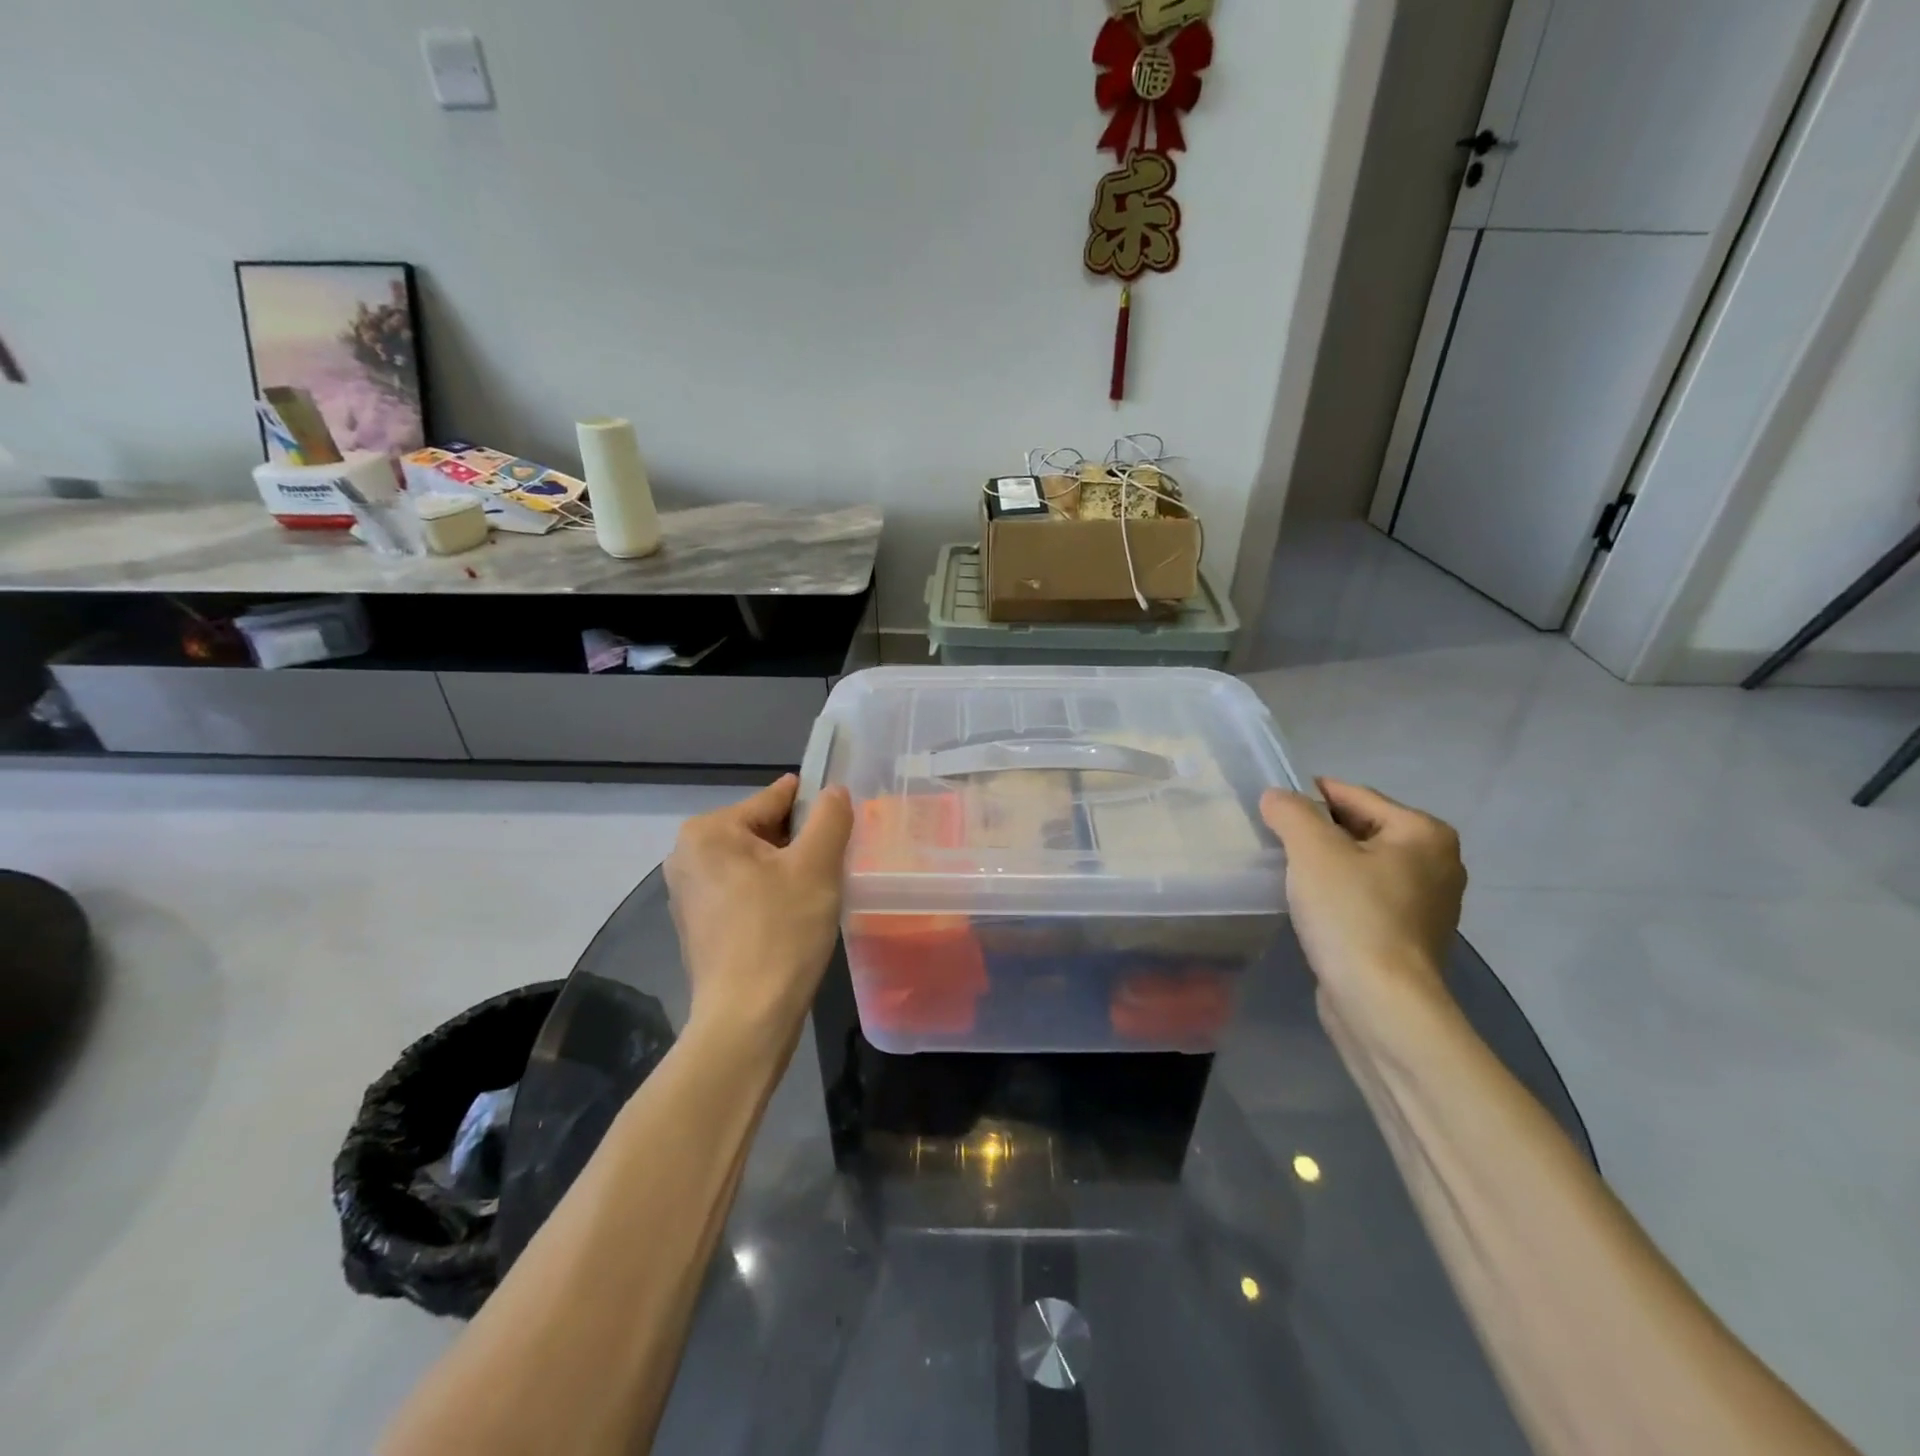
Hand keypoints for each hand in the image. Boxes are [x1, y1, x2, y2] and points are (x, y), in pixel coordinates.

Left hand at [665, 775, 853, 1046]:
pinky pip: (742, 891)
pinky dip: (769, 895)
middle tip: (833, 867)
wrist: (748, 1018)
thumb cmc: (782, 932)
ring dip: (788, 870)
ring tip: (818, 893)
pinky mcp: (697, 924)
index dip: (815, 808)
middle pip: (762, 830)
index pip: (774, 799)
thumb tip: (834, 791)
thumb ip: (830, 817)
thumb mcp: (817, 865)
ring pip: (755, 862)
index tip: (843, 825)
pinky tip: (793, 918)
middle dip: (800, 843)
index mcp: (708, 831)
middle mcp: (687, 854)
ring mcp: (688, 892)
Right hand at [1259, 780, 1465, 1021]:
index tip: (1270, 806)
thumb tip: (1276, 797)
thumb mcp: (1312, 851)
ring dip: (1325, 865)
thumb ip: (1291, 812)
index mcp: (1424, 832)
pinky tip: (1310, 906)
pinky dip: (1339, 894)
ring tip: (1286, 872)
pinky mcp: (1410, 936)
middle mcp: (1437, 862)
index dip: (1308, 797)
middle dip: (1317, 832)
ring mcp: (1428, 903)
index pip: (1354, 795)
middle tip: (1273, 840)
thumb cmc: (1352, 916)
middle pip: (1360, 828)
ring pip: (1362, 864)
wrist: (1382, 1004)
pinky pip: (1366, 896)